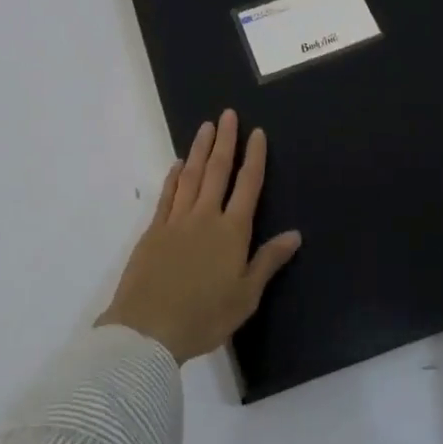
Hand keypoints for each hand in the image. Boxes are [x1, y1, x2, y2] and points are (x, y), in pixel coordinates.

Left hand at [98, 110, 302, 362]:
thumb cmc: (204, 317)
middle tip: (228, 114)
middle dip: (225, 141)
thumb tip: (294, 234)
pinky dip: (173, 177)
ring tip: (206, 127)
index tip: (257, 133)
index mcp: (232, 231)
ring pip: (190, 175)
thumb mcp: (245, 296)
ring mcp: (176, 220)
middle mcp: (205, 217)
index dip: (254, 157)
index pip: (247, 185)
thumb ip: (268, 261)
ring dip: (199, 149)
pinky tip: (176, 165)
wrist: (148, 329)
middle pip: (217, 170)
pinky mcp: (154, 231)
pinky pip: (167, 195)